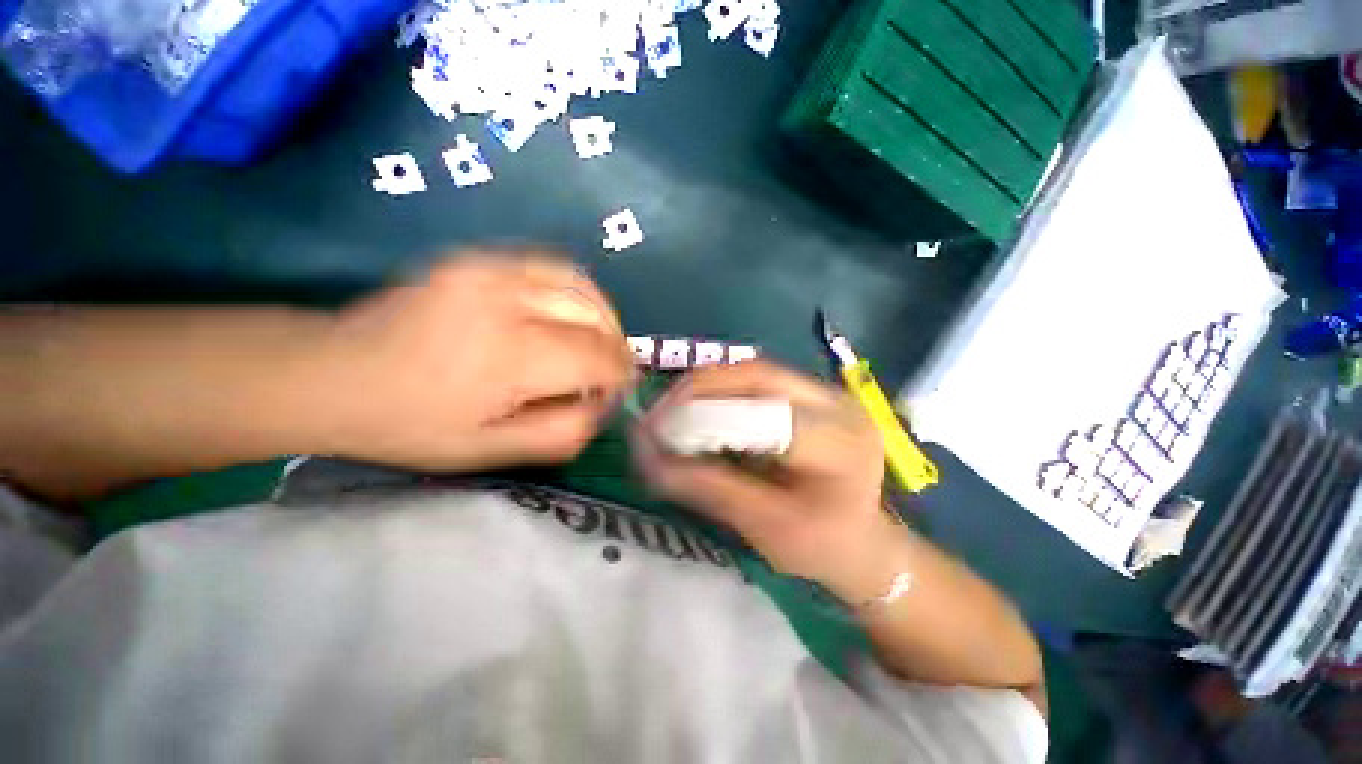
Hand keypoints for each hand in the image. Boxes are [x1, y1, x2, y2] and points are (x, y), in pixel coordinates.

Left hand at [318, 251, 634, 470]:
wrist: (331, 372)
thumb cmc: (410, 423)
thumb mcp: (489, 451)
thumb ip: (562, 433)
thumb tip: (601, 406)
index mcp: (509, 356)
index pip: (597, 358)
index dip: (618, 376)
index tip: (614, 392)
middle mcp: (506, 301)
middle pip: (596, 319)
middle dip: (615, 349)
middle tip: (608, 373)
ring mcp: (491, 269)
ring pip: (582, 287)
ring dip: (604, 319)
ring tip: (599, 343)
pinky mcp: (480, 257)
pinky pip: (554, 268)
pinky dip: (578, 294)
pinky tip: (572, 315)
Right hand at [632, 360, 907, 601]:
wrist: (863, 542)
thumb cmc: (822, 547)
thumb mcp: (764, 527)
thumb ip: (708, 488)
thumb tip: (648, 459)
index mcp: (840, 445)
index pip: (764, 414)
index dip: (705, 416)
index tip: (657, 433)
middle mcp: (837, 404)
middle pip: (756, 375)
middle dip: (698, 390)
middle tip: (658, 415)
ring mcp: (826, 392)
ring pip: (752, 371)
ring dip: (705, 387)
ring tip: (670, 412)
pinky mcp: (811, 393)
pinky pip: (756, 381)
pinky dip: (719, 392)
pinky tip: (697, 411)